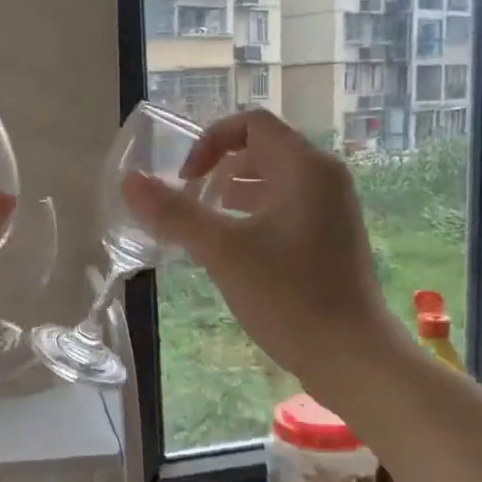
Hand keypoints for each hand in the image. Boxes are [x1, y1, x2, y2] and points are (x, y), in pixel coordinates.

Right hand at [121, 109, 394, 396]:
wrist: (352, 357)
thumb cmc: (289, 296)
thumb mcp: (222, 251)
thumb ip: (174, 212)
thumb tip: (129, 181)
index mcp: (306, 167)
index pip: (252, 124)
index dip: (210, 142)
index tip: (186, 180)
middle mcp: (325, 179)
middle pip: (263, 151)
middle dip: (220, 168)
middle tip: (189, 200)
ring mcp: (332, 211)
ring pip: (274, 183)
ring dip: (234, 193)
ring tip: (203, 222)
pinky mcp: (331, 240)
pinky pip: (286, 210)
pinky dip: (254, 216)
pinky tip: (231, 248)